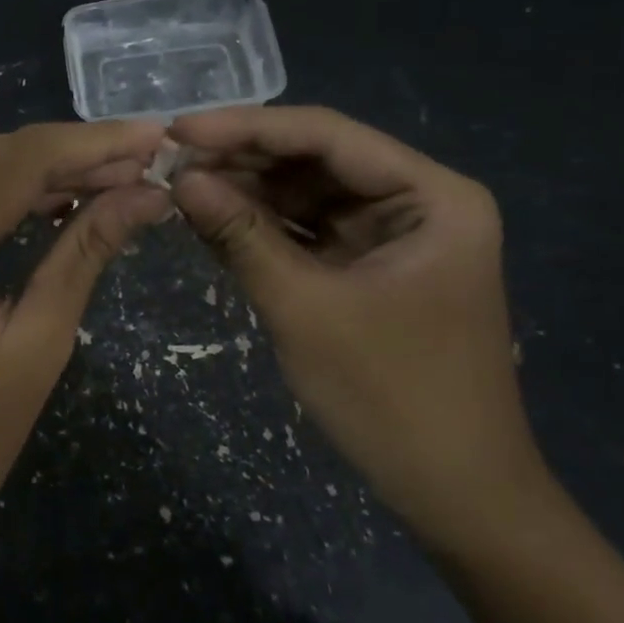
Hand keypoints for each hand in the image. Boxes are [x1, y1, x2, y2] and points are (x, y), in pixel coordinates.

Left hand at [0, 120, 170, 599]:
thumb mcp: (36, 351)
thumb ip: (84, 254)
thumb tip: (145, 194)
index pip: (16, 162)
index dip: (91, 142)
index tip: (151, 136)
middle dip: (57, 152)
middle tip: (125, 170)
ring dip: (10, 160)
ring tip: (76, 186)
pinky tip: (13, 201)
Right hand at [168, 106, 546, 544]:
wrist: (455, 496)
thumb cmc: (392, 398)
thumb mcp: (305, 308)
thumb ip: (240, 235)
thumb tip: (180, 177)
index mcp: (432, 196)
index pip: (326, 135)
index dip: (246, 127)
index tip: (178, 128)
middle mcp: (417, 200)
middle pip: (314, 158)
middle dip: (241, 159)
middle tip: (168, 159)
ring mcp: (392, 233)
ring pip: (304, 192)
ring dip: (244, 190)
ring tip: (177, 184)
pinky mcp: (368, 263)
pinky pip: (306, 228)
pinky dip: (260, 225)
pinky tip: (209, 217)